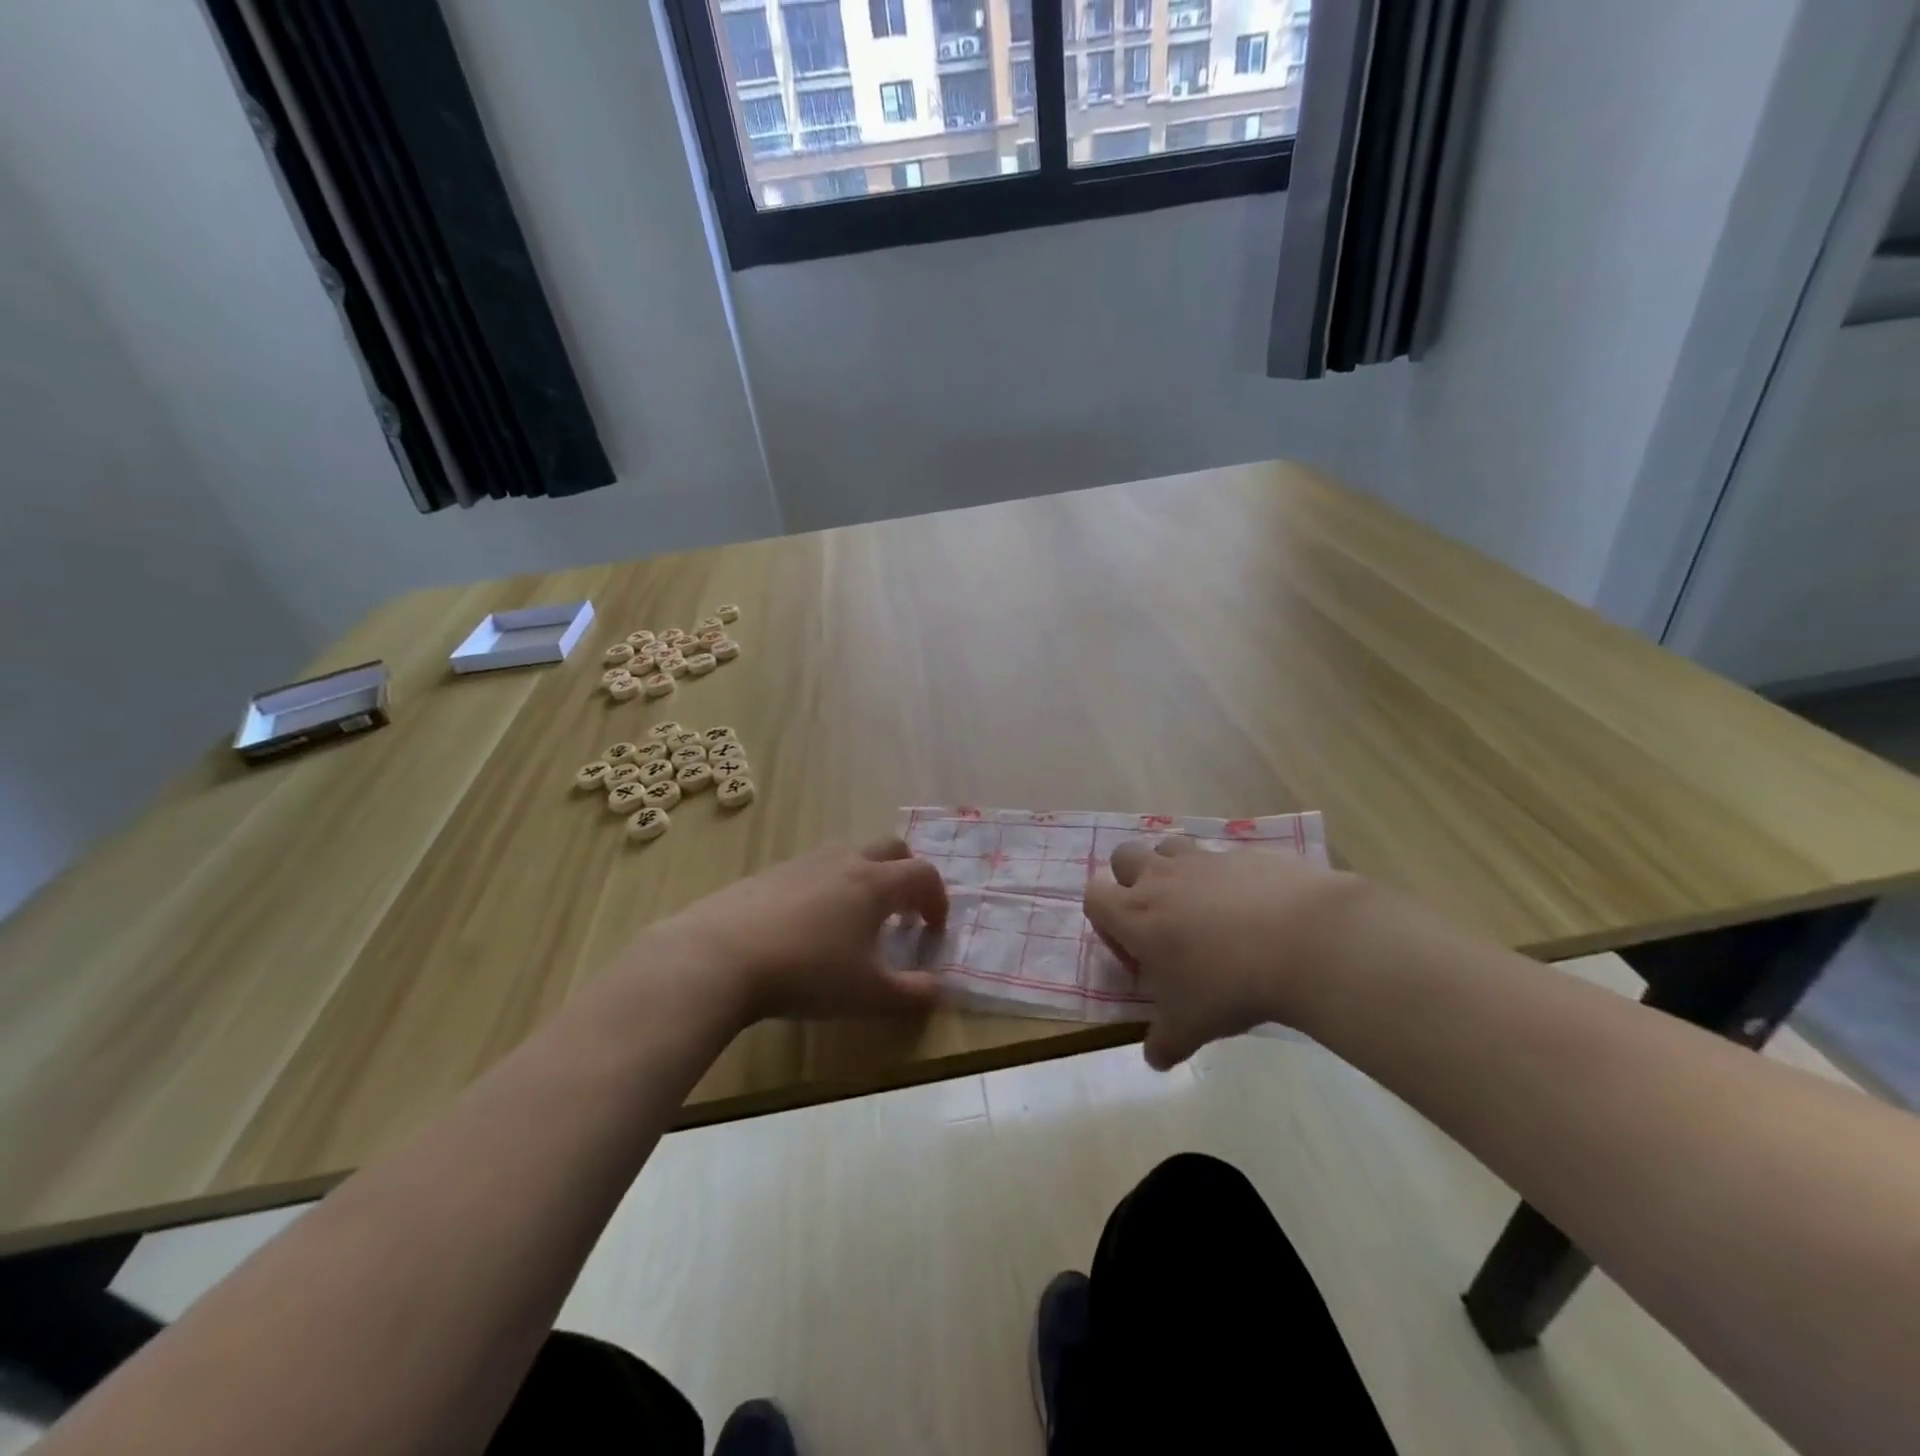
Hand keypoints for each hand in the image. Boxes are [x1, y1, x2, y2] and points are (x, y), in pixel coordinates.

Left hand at [646, 837, 948, 1026]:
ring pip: (850, 853)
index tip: (933, 930)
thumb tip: (938, 989)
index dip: (937, 899)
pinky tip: (809, 923)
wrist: (719, 956)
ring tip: (855, 919)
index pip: (924, 874)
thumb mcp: (867, 994)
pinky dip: (829, 885)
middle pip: (892, 848)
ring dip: (867, 877)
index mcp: (876, 883)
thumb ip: (911, 993)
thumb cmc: (807, 973)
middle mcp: (845, 861)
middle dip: (907, 875)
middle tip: (902, 913)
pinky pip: (815, 867)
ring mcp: (805, 861)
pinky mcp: (771, 871)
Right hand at [1084, 837, 1361, 1069]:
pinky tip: (1254, 908)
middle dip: (1132, 879)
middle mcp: (1162, 877)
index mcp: (1135, 914)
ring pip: (1170, 847)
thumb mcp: (1190, 1027)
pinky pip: (1224, 857)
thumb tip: (1154, 1058)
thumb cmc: (1228, 985)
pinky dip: (1228, 878)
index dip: (1104, 918)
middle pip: (1124, 856)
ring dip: (1175, 870)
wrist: (1302, 942)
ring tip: (1203, 907)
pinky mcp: (1246, 853)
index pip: (1093, 895)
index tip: (1132, 947)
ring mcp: (1204, 859)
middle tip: (1160, 917)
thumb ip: (1164, 1042)